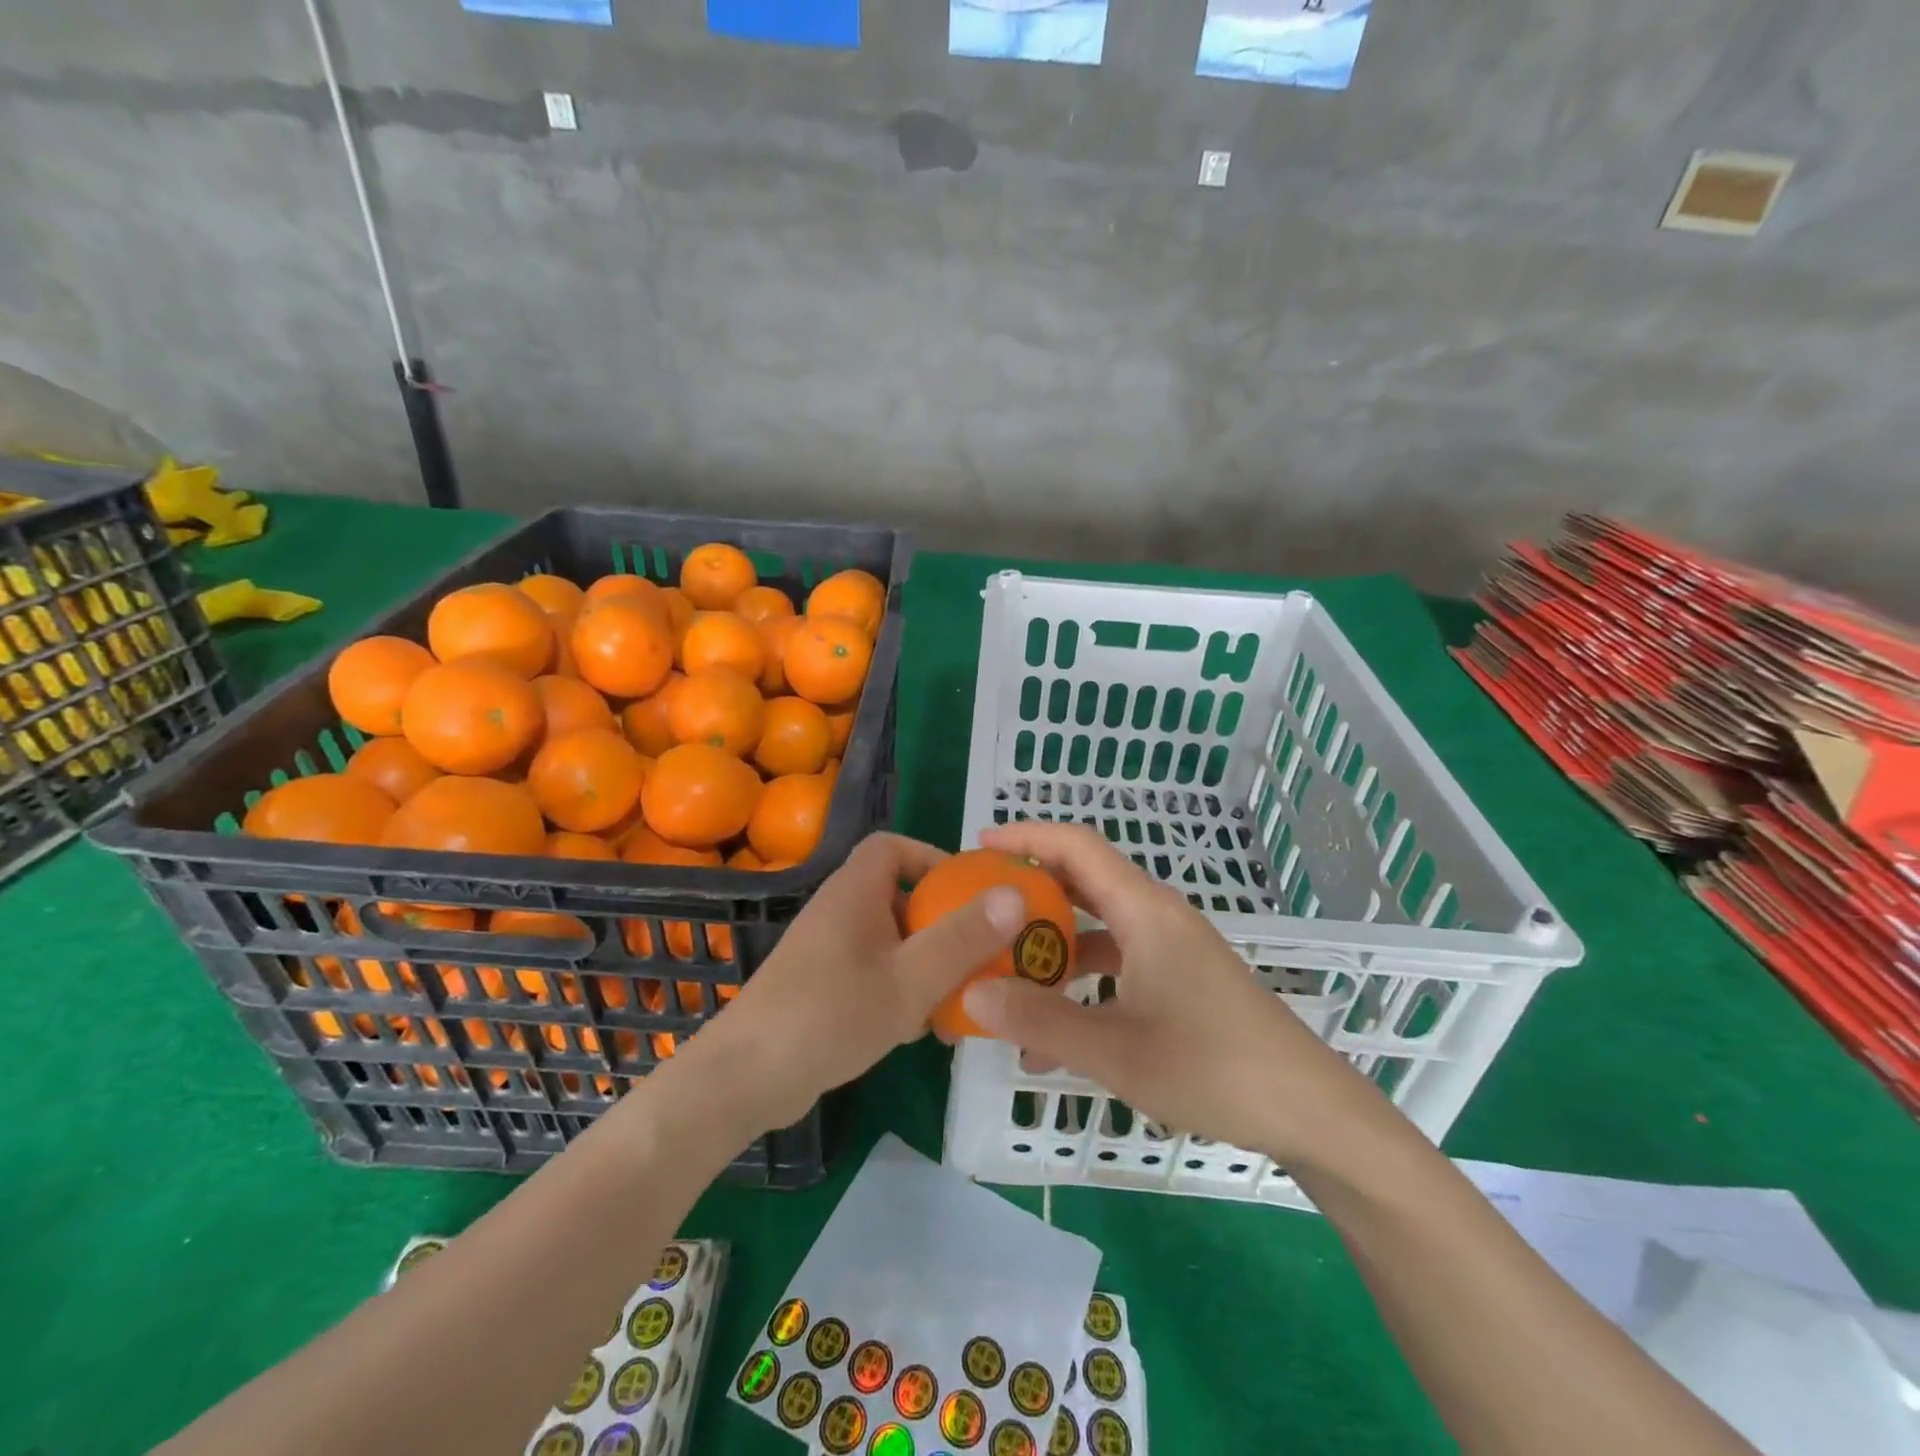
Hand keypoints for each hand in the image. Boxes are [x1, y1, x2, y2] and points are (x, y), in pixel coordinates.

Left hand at [686, 832, 1025, 1136]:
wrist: (745, 1080)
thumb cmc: (830, 1016)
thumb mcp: (909, 979)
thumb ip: (962, 937)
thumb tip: (1013, 893)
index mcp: (855, 892)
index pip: (892, 846)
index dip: (932, 858)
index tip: (968, 892)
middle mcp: (839, 912)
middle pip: (898, 896)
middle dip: (941, 922)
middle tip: (978, 952)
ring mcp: (827, 951)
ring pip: (890, 940)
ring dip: (925, 962)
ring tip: (960, 996)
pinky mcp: (821, 987)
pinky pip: (873, 972)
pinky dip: (901, 988)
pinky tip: (921, 1029)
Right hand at [960, 822, 1376, 1166]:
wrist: (1309, 1110)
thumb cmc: (1214, 1069)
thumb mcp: (1116, 1051)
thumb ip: (1041, 1021)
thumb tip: (973, 993)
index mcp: (1144, 911)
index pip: (1077, 846)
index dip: (1027, 836)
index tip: (979, 846)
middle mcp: (1157, 916)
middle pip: (1084, 881)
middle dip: (1031, 891)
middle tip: (982, 909)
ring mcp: (1172, 947)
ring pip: (1098, 926)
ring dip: (1054, 945)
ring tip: (1007, 976)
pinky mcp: (1180, 977)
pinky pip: (1118, 960)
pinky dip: (1082, 980)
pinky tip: (1055, 1035)